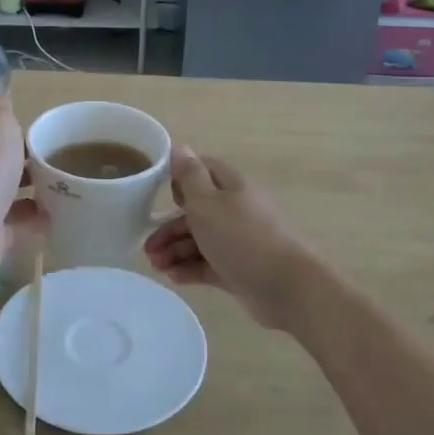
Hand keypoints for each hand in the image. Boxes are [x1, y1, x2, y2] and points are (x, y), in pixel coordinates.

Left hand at [0, 92, 46, 276]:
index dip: (19, 137)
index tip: (47, 138)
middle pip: (6, 170)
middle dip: (30, 169)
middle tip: (64, 168)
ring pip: (13, 201)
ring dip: (35, 198)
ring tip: (67, 194)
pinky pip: (20, 230)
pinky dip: (37, 226)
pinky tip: (60, 221)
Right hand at [143, 147, 314, 323]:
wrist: (285, 287)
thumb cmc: (241, 237)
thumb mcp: (207, 202)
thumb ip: (190, 176)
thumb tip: (179, 147)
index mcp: (231, 187)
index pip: (204, 171)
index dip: (181, 180)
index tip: (163, 196)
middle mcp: (236, 211)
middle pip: (197, 212)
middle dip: (169, 227)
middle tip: (148, 247)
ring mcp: (239, 242)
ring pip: (200, 240)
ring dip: (175, 251)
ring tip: (156, 267)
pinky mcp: (239, 270)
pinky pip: (209, 265)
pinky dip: (190, 268)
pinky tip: (173, 276)